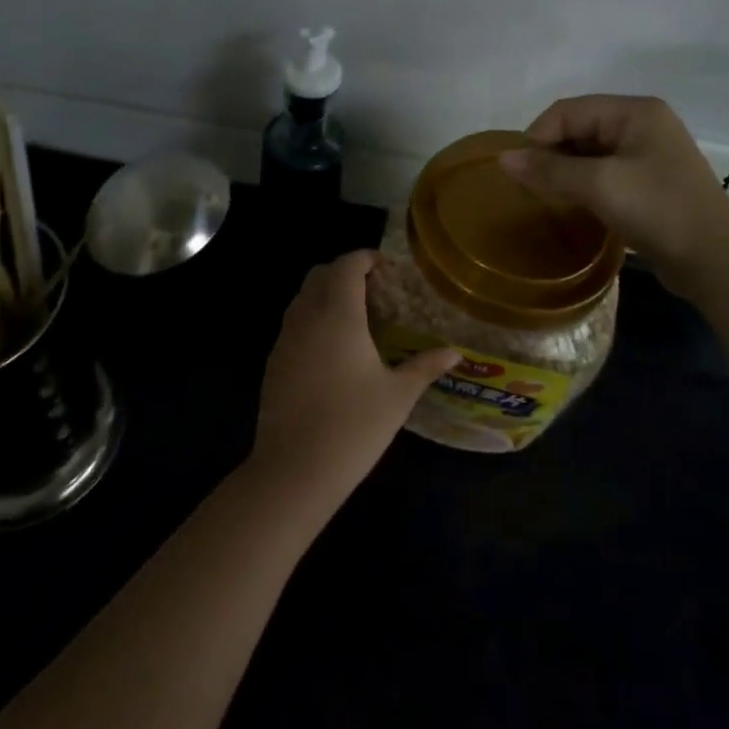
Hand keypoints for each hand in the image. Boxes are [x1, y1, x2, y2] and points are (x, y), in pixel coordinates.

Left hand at [247, 251, 458, 512]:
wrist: (294, 469)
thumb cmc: (353, 426)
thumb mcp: (398, 395)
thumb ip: (425, 366)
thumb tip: (455, 352)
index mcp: (338, 314)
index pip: (347, 265)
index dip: (366, 259)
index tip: (386, 268)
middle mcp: (307, 316)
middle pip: (320, 274)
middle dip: (345, 272)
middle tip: (374, 289)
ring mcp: (285, 338)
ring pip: (302, 297)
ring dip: (325, 294)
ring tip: (355, 316)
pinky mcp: (274, 361)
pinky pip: (293, 323)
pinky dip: (312, 318)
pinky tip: (332, 348)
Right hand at [498, 95, 728, 294]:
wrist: (715, 260)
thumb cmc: (658, 209)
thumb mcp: (599, 184)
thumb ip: (549, 169)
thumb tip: (502, 158)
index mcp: (634, 112)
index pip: (568, 110)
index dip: (538, 136)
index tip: (519, 172)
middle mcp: (642, 125)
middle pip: (578, 129)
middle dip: (550, 154)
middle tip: (528, 187)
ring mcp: (647, 155)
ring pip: (588, 154)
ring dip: (564, 172)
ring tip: (543, 197)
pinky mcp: (648, 184)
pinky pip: (603, 174)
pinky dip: (581, 186)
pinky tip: (569, 206)